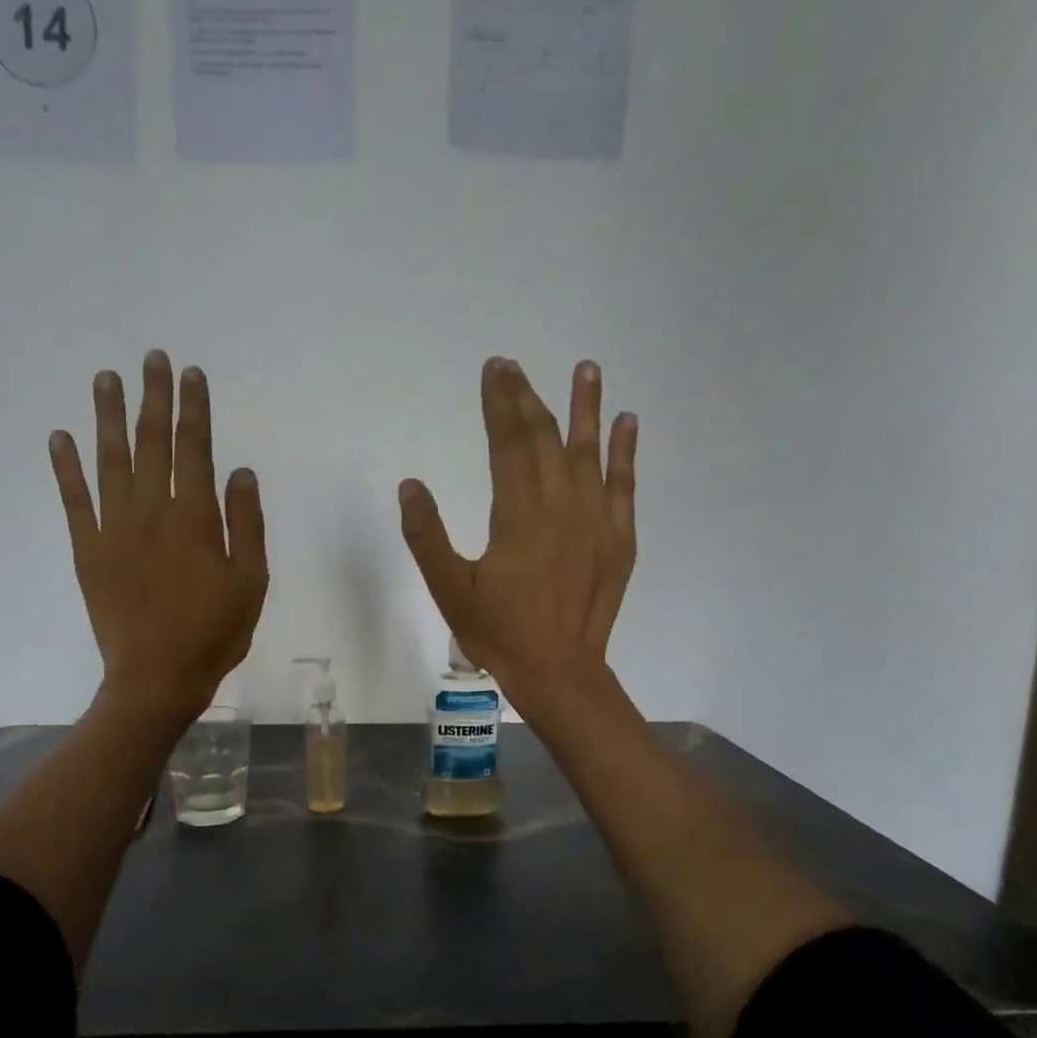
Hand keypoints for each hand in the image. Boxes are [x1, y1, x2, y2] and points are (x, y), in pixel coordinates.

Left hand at [49, 350, 268, 719]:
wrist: (156, 677)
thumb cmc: (213, 632)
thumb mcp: (250, 582)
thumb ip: (245, 524)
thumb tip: (240, 471)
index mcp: (194, 518)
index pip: (195, 449)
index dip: (194, 409)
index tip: (192, 374)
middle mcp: (151, 511)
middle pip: (152, 443)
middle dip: (153, 397)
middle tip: (151, 357)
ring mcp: (114, 529)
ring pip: (109, 460)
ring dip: (108, 416)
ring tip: (105, 377)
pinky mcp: (88, 550)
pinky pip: (74, 500)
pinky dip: (66, 467)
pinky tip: (60, 436)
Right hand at [398, 357, 637, 713]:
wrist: (558, 671)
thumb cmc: (498, 631)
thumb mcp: (448, 588)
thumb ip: (426, 536)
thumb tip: (410, 485)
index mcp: (519, 515)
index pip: (508, 443)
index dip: (499, 403)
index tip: (494, 369)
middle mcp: (562, 506)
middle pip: (545, 438)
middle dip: (528, 398)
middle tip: (516, 366)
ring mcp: (596, 521)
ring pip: (589, 452)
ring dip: (586, 407)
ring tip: (588, 367)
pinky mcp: (618, 539)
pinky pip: (624, 485)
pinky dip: (625, 451)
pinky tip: (626, 422)